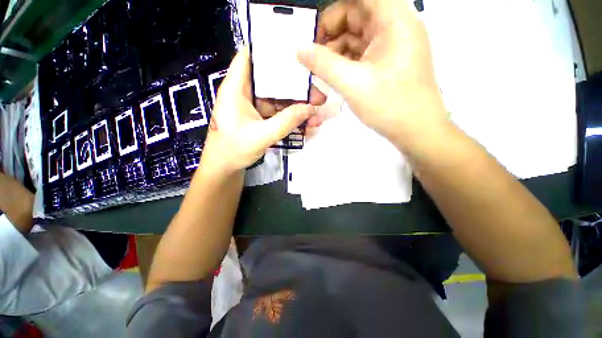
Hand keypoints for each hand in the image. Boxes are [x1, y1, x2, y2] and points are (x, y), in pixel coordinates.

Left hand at [201, 47, 317, 173]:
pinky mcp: (260, 118)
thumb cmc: (234, 150)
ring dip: (298, 105)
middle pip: (272, 80)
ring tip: (317, 112)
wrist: (226, 168)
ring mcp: (254, 107)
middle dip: (296, 86)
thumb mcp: (262, 136)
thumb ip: (286, 121)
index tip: (295, 51)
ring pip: (279, 99)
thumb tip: (311, 109)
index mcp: (236, 89)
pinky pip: (278, 113)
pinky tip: (307, 123)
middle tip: (317, 92)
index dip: (270, 50)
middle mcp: (246, 93)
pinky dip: (292, 117)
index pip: (250, 56)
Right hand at [298, 0, 447, 148]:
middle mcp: (394, 25)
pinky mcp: (388, 62)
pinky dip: (345, 61)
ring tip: (318, 71)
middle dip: (330, 33)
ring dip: (335, 51)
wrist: (416, 131)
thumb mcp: (352, 84)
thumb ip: (323, 64)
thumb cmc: (390, 106)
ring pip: (357, 36)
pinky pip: (361, 53)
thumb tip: (299, 49)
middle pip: (356, 15)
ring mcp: (392, 45)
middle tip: (311, 55)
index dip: (332, 12)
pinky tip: (333, 75)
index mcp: (393, 19)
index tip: (313, 30)